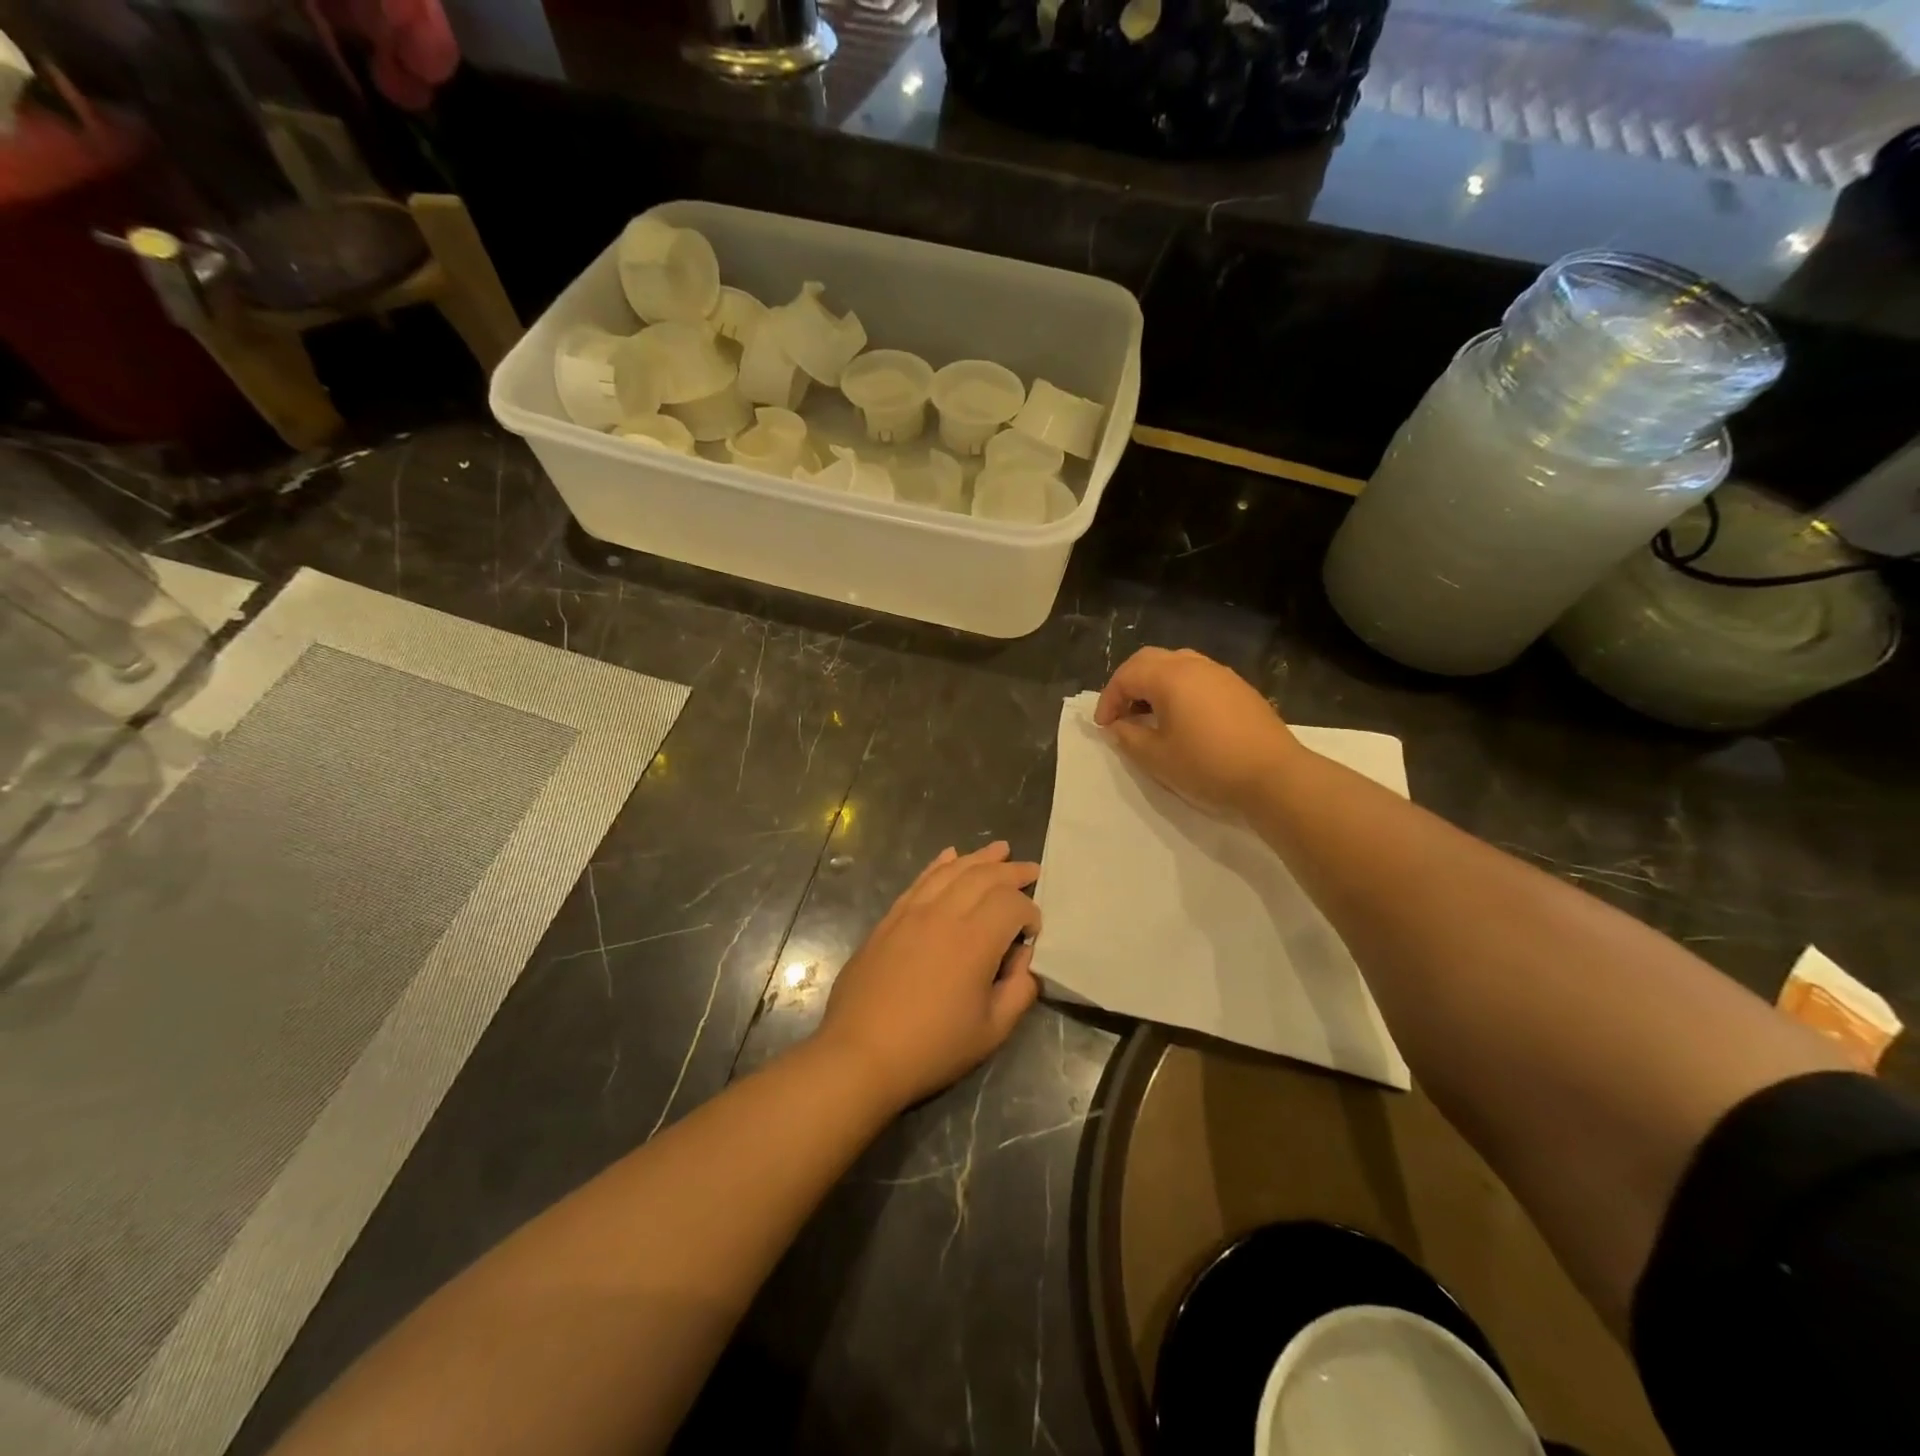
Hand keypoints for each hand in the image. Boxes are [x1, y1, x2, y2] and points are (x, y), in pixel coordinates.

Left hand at [817, 841, 1041, 1113]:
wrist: (860, 1053)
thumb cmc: (931, 1048)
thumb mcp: (991, 1031)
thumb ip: (1019, 991)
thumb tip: (1024, 962)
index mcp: (974, 940)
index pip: (1012, 904)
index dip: (1030, 913)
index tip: (1032, 935)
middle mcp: (944, 914)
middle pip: (984, 876)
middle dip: (1012, 871)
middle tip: (1032, 869)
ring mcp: (912, 912)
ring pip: (951, 871)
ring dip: (979, 858)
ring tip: (1000, 849)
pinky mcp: (890, 919)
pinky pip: (920, 880)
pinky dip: (939, 864)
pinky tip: (950, 855)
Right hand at [1093, 647, 1296, 812]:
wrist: (1275, 777)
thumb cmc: (1208, 765)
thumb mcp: (1157, 758)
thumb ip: (1129, 738)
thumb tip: (1117, 726)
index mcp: (1170, 676)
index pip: (1126, 675)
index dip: (1109, 699)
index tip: (1105, 727)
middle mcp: (1194, 665)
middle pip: (1150, 660)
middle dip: (1129, 684)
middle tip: (1121, 714)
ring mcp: (1221, 674)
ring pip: (1176, 664)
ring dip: (1155, 684)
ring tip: (1150, 716)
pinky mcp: (1239, 688)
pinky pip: (1199, 677)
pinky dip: (1179, 689)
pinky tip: (1183, 719)